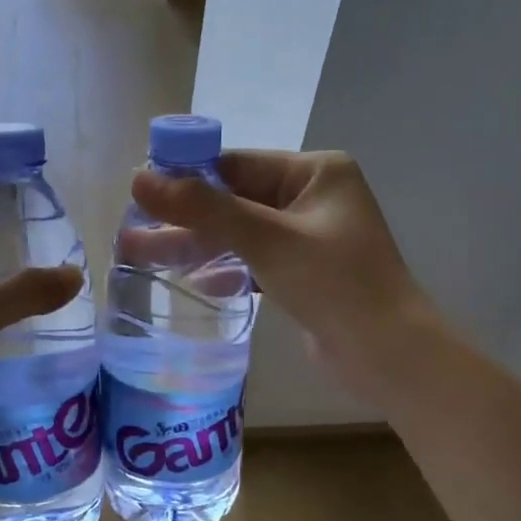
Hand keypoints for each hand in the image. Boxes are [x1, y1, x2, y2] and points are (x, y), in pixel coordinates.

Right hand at [131, 150, 439, 404]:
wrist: (388, 355)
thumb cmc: (334, 284)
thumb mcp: (266, 239)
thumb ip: (203, 209)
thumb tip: (139, 177)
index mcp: (316, 172)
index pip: (236, 165)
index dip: (185, 176)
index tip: (139, 191)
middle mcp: (313, 197)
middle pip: (234, 200)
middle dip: (185, 218)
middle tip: (132, 230)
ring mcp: (309, 237)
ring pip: (241, 233)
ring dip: (198, 245)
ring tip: (142, 255)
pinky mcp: (304, 273)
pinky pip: (255, 260)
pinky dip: (226, 269)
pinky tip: (195, 281)